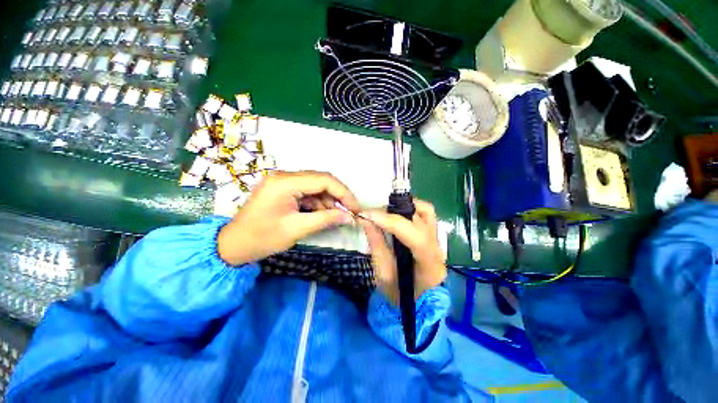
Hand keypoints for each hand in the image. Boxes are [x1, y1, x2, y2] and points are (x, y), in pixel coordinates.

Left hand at [217, 171, 358, 264]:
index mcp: (285, 182)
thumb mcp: (297, 229)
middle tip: (349, 211)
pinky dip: (317, 203)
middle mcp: (284, 176)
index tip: (355, 208)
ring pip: (315, 186)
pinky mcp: (283, 189)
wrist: (233, 245)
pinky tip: (321, 214)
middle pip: (321, 180)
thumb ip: (325, 219)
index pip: (324, 180)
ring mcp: (283, 182)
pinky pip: (307, 192)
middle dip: (338, 196)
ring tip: (335, 216)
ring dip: (328, 200)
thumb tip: (349, 217)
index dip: (343, 193)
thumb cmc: (262, 238)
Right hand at [360, 199, 446, 305]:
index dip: (389, 221)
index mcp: (429, 265)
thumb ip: (376, 243)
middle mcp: (438, 248)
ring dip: (402, 207)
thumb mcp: (383, 273)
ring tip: (384, 213)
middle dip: (391, 213)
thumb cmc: (398, 294)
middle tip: (370, 215)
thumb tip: (365, 219)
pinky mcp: (433, 234)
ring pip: (425, 211)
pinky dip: (411, 207)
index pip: (414, 236)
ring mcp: (438, 239)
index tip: (366, 215)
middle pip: (419, 220)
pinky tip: (398, 212)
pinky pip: (426, 212)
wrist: (416, 302)